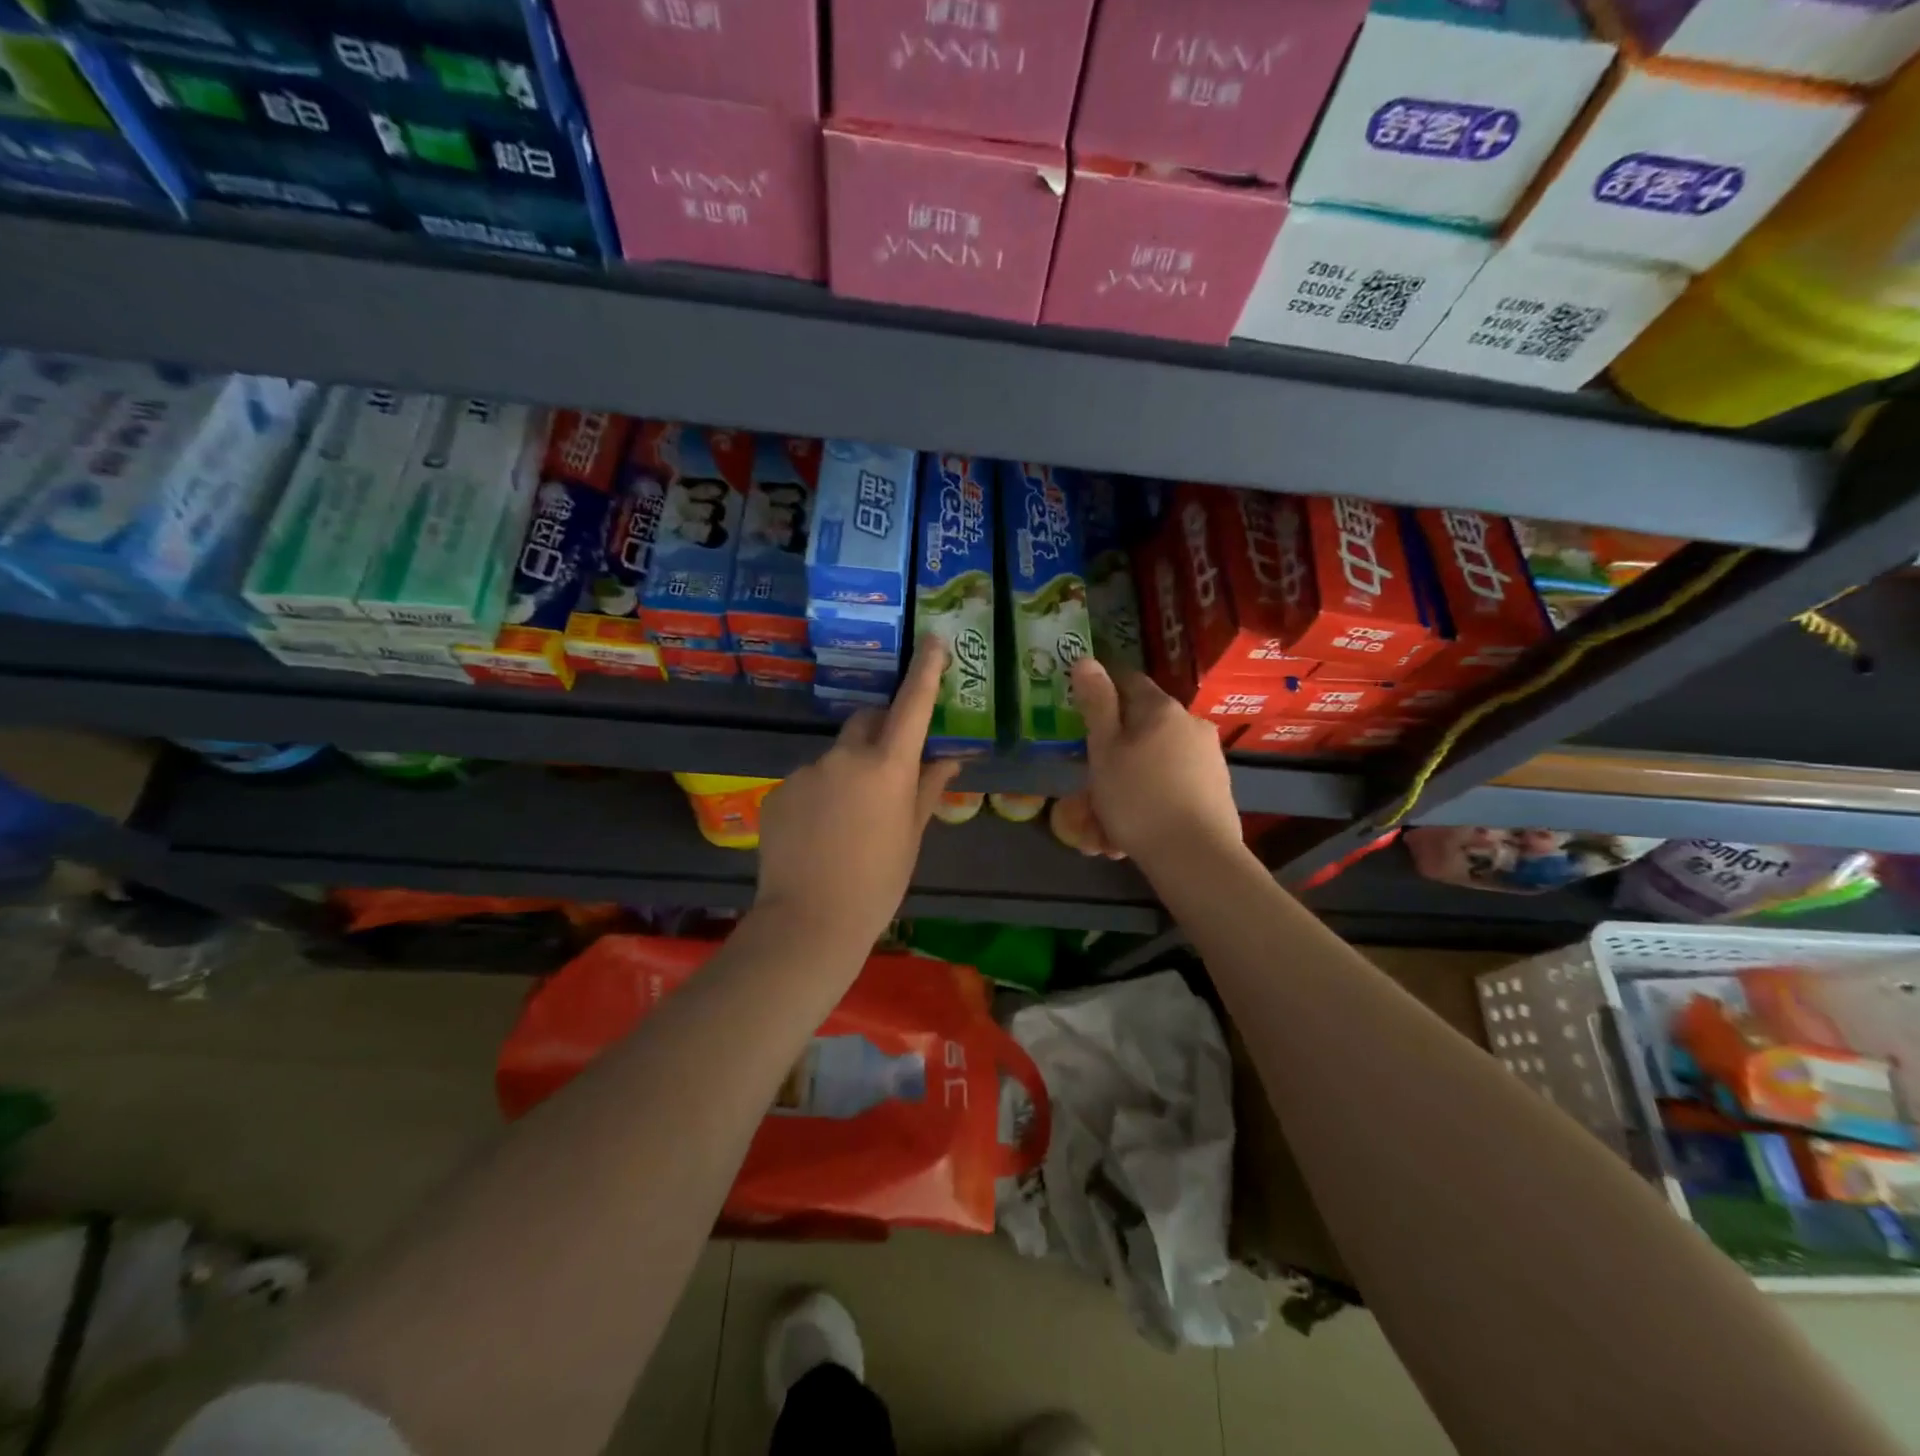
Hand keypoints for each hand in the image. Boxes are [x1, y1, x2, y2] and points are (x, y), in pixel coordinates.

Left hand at [753, 636, 961, 951]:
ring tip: (849, 821)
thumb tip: (948, 758)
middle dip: (881, 731)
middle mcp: (845, 757)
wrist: (809, 921)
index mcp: (887, 767)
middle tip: (890, 766)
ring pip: (835, 757)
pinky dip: (820, 794)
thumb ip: (928, 789)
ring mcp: (806, 771)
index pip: (911, 706)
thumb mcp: (911, 836)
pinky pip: (808, 781)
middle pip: (866, 721)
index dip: (925, 670)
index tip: (932, 640)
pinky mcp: (778, 791)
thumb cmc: (877, 882)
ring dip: (848, 771)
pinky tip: (821, 833)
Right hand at [1068, 657, 1243, 874]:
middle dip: (1112, 754)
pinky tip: (1129, 836)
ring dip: (1127, 785)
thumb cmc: (1138, 799)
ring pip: (1153, 763)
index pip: (1128, 680)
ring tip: (1102, 828)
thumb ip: (1096, 704)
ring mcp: (1208, 758)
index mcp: (1161, 709)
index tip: (1081, 710)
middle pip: (1140, 728)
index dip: (1102, 689)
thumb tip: (1086, 660)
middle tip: (1087, 788)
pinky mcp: (1216, 790)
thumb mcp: (1104, 750)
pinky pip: (1171, 786)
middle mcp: (1190, 724)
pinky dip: (1149, 802)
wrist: (1196, 857)